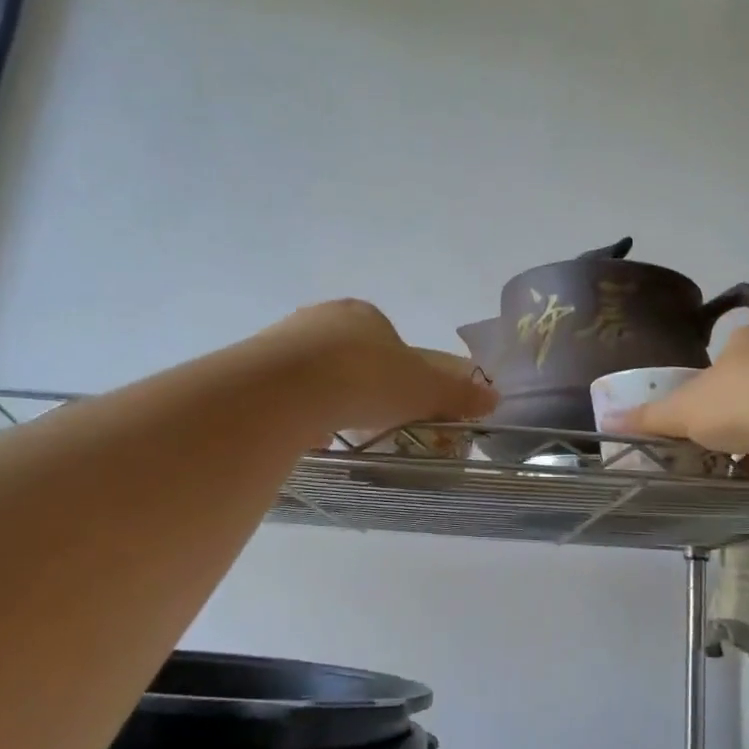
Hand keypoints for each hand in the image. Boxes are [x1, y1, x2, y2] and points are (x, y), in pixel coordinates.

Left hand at [257, 300, 497, 435]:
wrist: (288, 388)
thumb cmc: (367, 378)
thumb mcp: (425, 390)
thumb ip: (457, 394)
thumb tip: (493, 398)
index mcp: (365, 314)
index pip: (388, 339)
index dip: (400, 371)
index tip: (401, 401)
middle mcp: (321, 318)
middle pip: (350, 354)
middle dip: (362, 385)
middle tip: (371, 419)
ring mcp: (283, 339)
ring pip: (315, 372)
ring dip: (328, 397)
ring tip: (336, 431)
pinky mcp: (254, 366)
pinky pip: (285, 390)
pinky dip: (298, 410)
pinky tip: (305, 433)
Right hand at [617, 326, 748, 459]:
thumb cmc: (740, 402)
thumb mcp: (684, 411)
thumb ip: (650, 417)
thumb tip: (608, 419)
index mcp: (747, 339)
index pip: (723, 357)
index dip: (707, 385)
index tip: (699, 414)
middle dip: (735, 413)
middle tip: (717, 441)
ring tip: (743, 463)